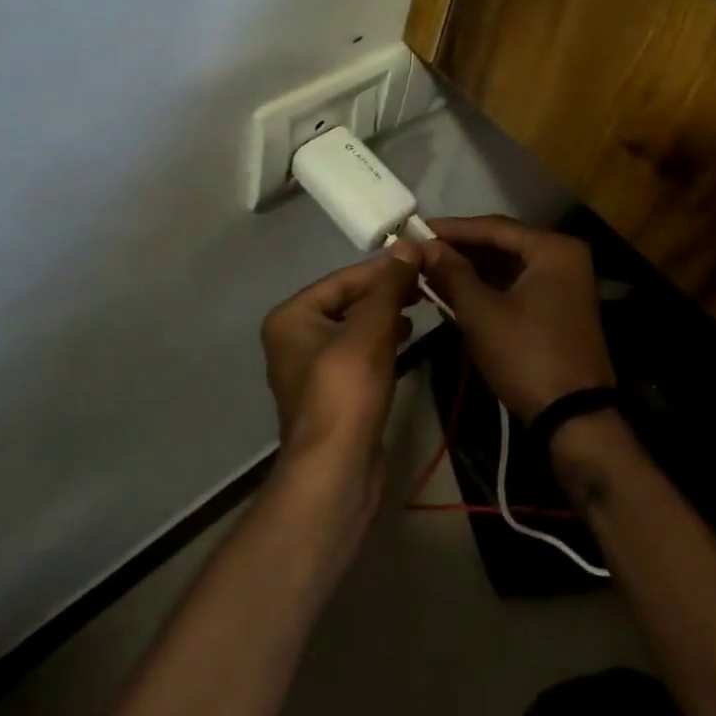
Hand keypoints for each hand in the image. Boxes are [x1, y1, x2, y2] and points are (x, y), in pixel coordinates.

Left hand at [261, 243, 420, 490]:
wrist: (337, 472)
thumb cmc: (346, 390)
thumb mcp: (371, 329)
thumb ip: (389, 286)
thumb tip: (407, 243)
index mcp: (291, 317)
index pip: (343, 279)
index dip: (383, 268)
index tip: (419, 257)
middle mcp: (294, 338)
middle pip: (348, 302)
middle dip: (386, 292)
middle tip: (424, 281)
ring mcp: (311, 369)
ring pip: (354, 328)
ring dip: (386, 316)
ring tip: (421, 305)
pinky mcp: (331, 394)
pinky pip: (358, 354)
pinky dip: (382, 342)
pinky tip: (407, 338)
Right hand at [420, 216, 612, 424]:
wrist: (575, 422)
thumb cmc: (526, 357)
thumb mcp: (481, 313)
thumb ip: (451, 273)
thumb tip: (425, 246)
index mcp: (553, 249)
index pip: (494, 227)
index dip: (453, 229)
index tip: (417, 229)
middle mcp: (565, 257)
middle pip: (503, 244)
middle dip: (461, 249)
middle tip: (421, 250)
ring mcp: (566, 284)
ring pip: (509, 266)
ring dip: (473, 269)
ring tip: (432, 269)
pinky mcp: (560, 308)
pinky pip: (519, 285)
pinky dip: (489, 286)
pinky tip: (457, 290)